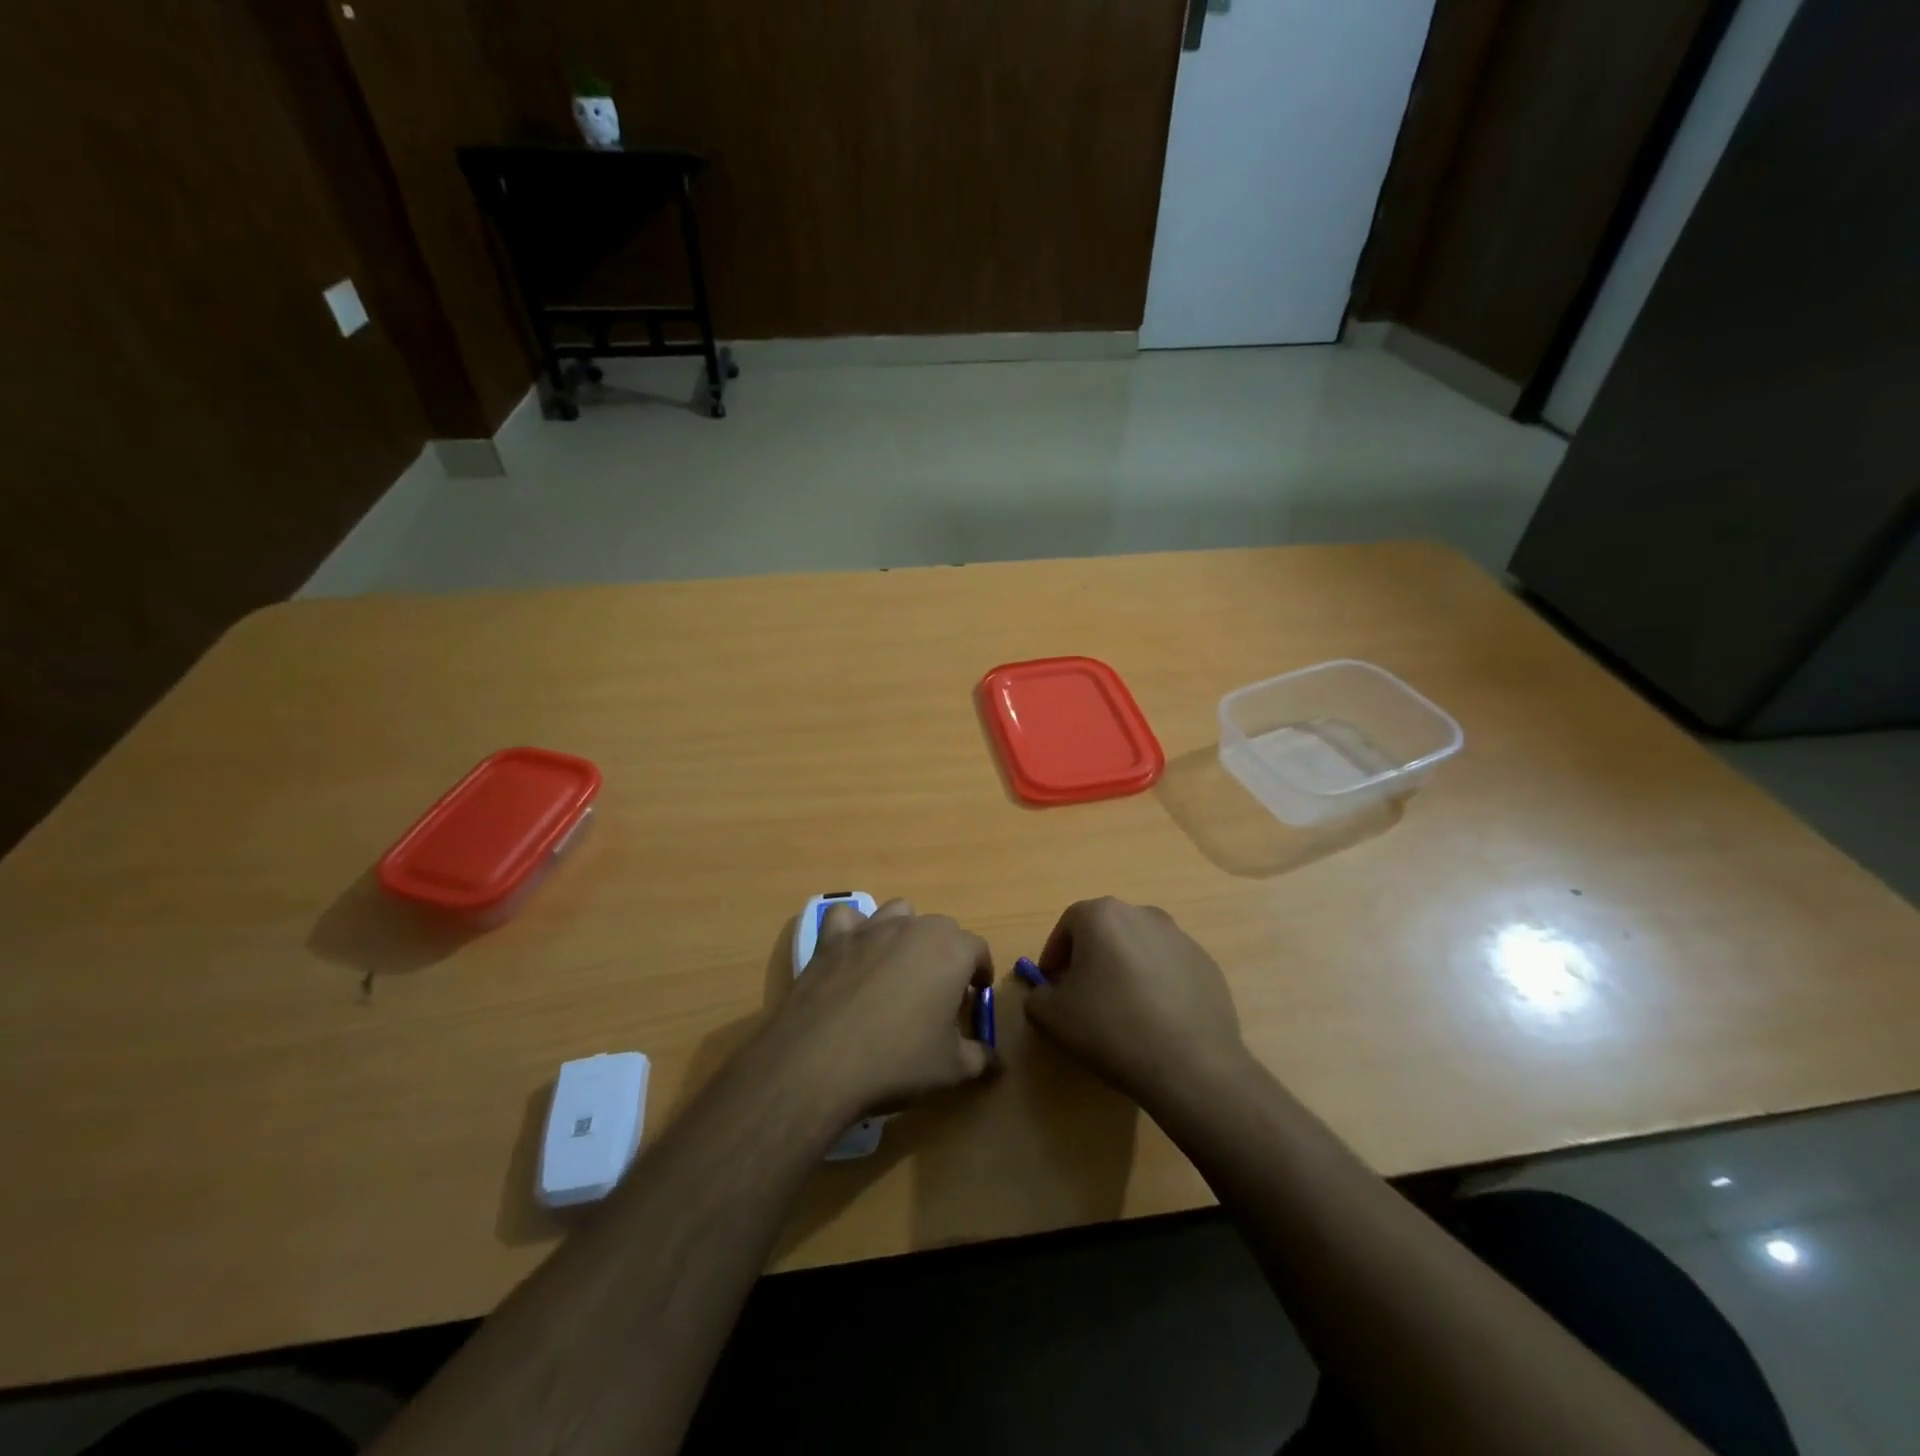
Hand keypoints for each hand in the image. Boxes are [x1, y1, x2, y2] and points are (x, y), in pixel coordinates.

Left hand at [769, 899, 995, 1120]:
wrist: (821, 1061)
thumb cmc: (898, 1061)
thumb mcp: (952, 1069)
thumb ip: (980, 1057)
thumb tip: (995, 1060)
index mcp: (951, 950)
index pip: (978, 949)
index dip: (980, 972)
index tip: (975, 996)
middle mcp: (914, 927)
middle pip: (941, 928)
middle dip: (946, 954)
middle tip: (939, 992)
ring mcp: (870, 928)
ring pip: (899, 914)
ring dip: (905, 934)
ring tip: (899, 969)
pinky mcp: (832, 939)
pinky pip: (847, 919)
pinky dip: (853, 930)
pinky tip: (853, 955)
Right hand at [1023, 897, 1247, 1107]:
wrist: (1191, 1065)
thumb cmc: (1111, 1029)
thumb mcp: (1051, 1017)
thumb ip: (1037, 996)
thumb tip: (1046, 993)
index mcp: (1102, 915)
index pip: (1067, 925)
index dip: (1054, 955)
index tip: (1052, 986)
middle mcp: (1143, 914)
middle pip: (1106, 931)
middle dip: (1090, 959)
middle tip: (1083, 997)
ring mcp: (1180, 938)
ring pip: (1139, 948)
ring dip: (1125, 970)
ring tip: (1122, 1011)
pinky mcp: (1207, 965)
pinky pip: (1169, 969)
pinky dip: (1157, 985)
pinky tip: (1156, 1021)